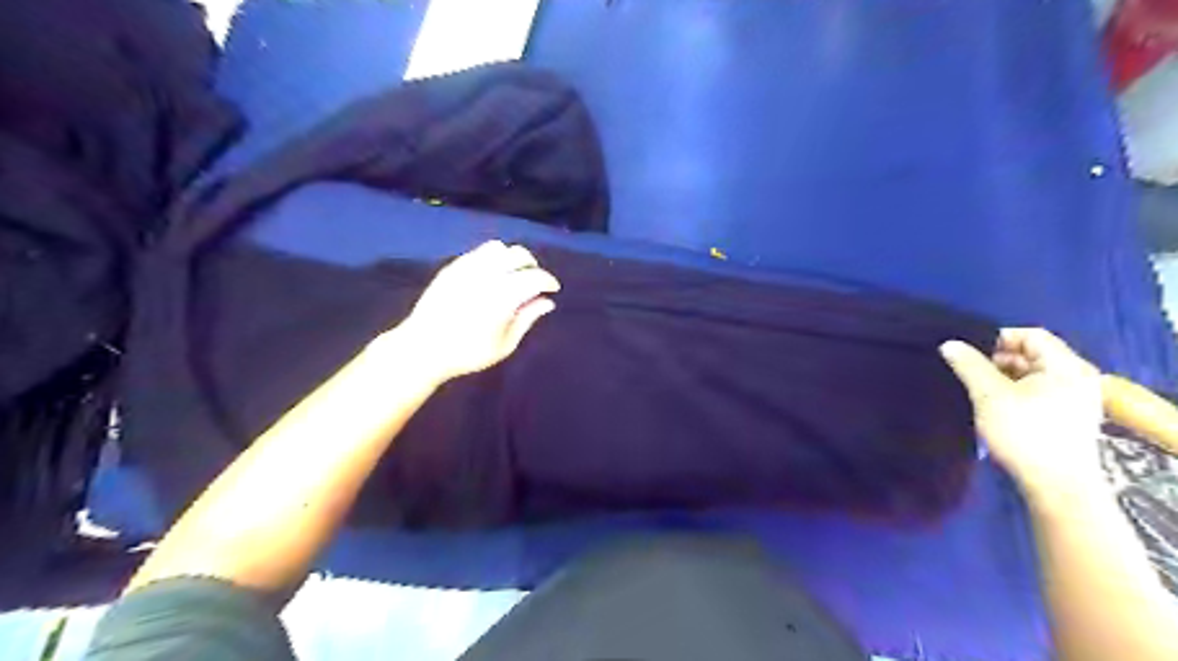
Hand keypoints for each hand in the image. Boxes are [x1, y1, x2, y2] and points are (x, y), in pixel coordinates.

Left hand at [395, 240, 560, 383]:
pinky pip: (478, 252)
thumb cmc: (467, 353)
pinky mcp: (452, 267)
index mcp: (503, 295)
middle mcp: (487, 274)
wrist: (423, 348)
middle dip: (532, 265)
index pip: (535, 277)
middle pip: (519, 255)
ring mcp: (467, 267)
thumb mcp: (504, 344)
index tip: (553, 289)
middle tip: (534, 281)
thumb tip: (547, 302)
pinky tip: (491, 274)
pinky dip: (492, 258)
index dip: (548, 281)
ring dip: (511, 258)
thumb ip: (527, 319)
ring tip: (512, 274)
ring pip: (498, 248)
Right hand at [939, 327, 1104, 503]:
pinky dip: (1015, 393)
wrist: (1057, 485)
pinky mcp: (1068, 418)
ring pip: (1033, 376)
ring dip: (1004, 378)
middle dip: (998, 360)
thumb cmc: (1025, 433)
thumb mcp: (989, 395)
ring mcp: (1076, 400)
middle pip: (1033, 355)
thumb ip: (969, 365)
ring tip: (977, 389)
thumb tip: (949, 344)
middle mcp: (1077, 378)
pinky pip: (1038, 393)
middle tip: (969, 371)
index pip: (1031, 336)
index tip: (969, 352)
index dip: (998, 338)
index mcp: (1066, 366)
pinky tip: (994, 405)